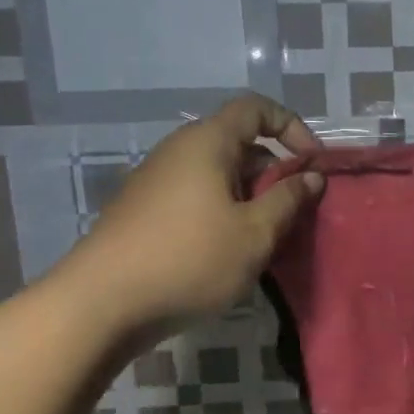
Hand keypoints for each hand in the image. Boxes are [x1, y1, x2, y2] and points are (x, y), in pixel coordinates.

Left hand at [62, 94, 324, 331]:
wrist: (101, 304)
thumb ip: (288, 199)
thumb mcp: (255, 233)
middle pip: (239, 143)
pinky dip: (224, 212)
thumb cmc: (190, 259)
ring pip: (219, 175)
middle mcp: (179, 151)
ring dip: (251, 197)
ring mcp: (157, 181)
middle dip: (275, 172)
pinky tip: (230, 252)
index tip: (313, 164)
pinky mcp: (144, 211)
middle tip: (295, 211)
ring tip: (267, 237)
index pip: (256, 109)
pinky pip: (197, 197)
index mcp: (207, 142)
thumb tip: (312, 176)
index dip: (292, 127)